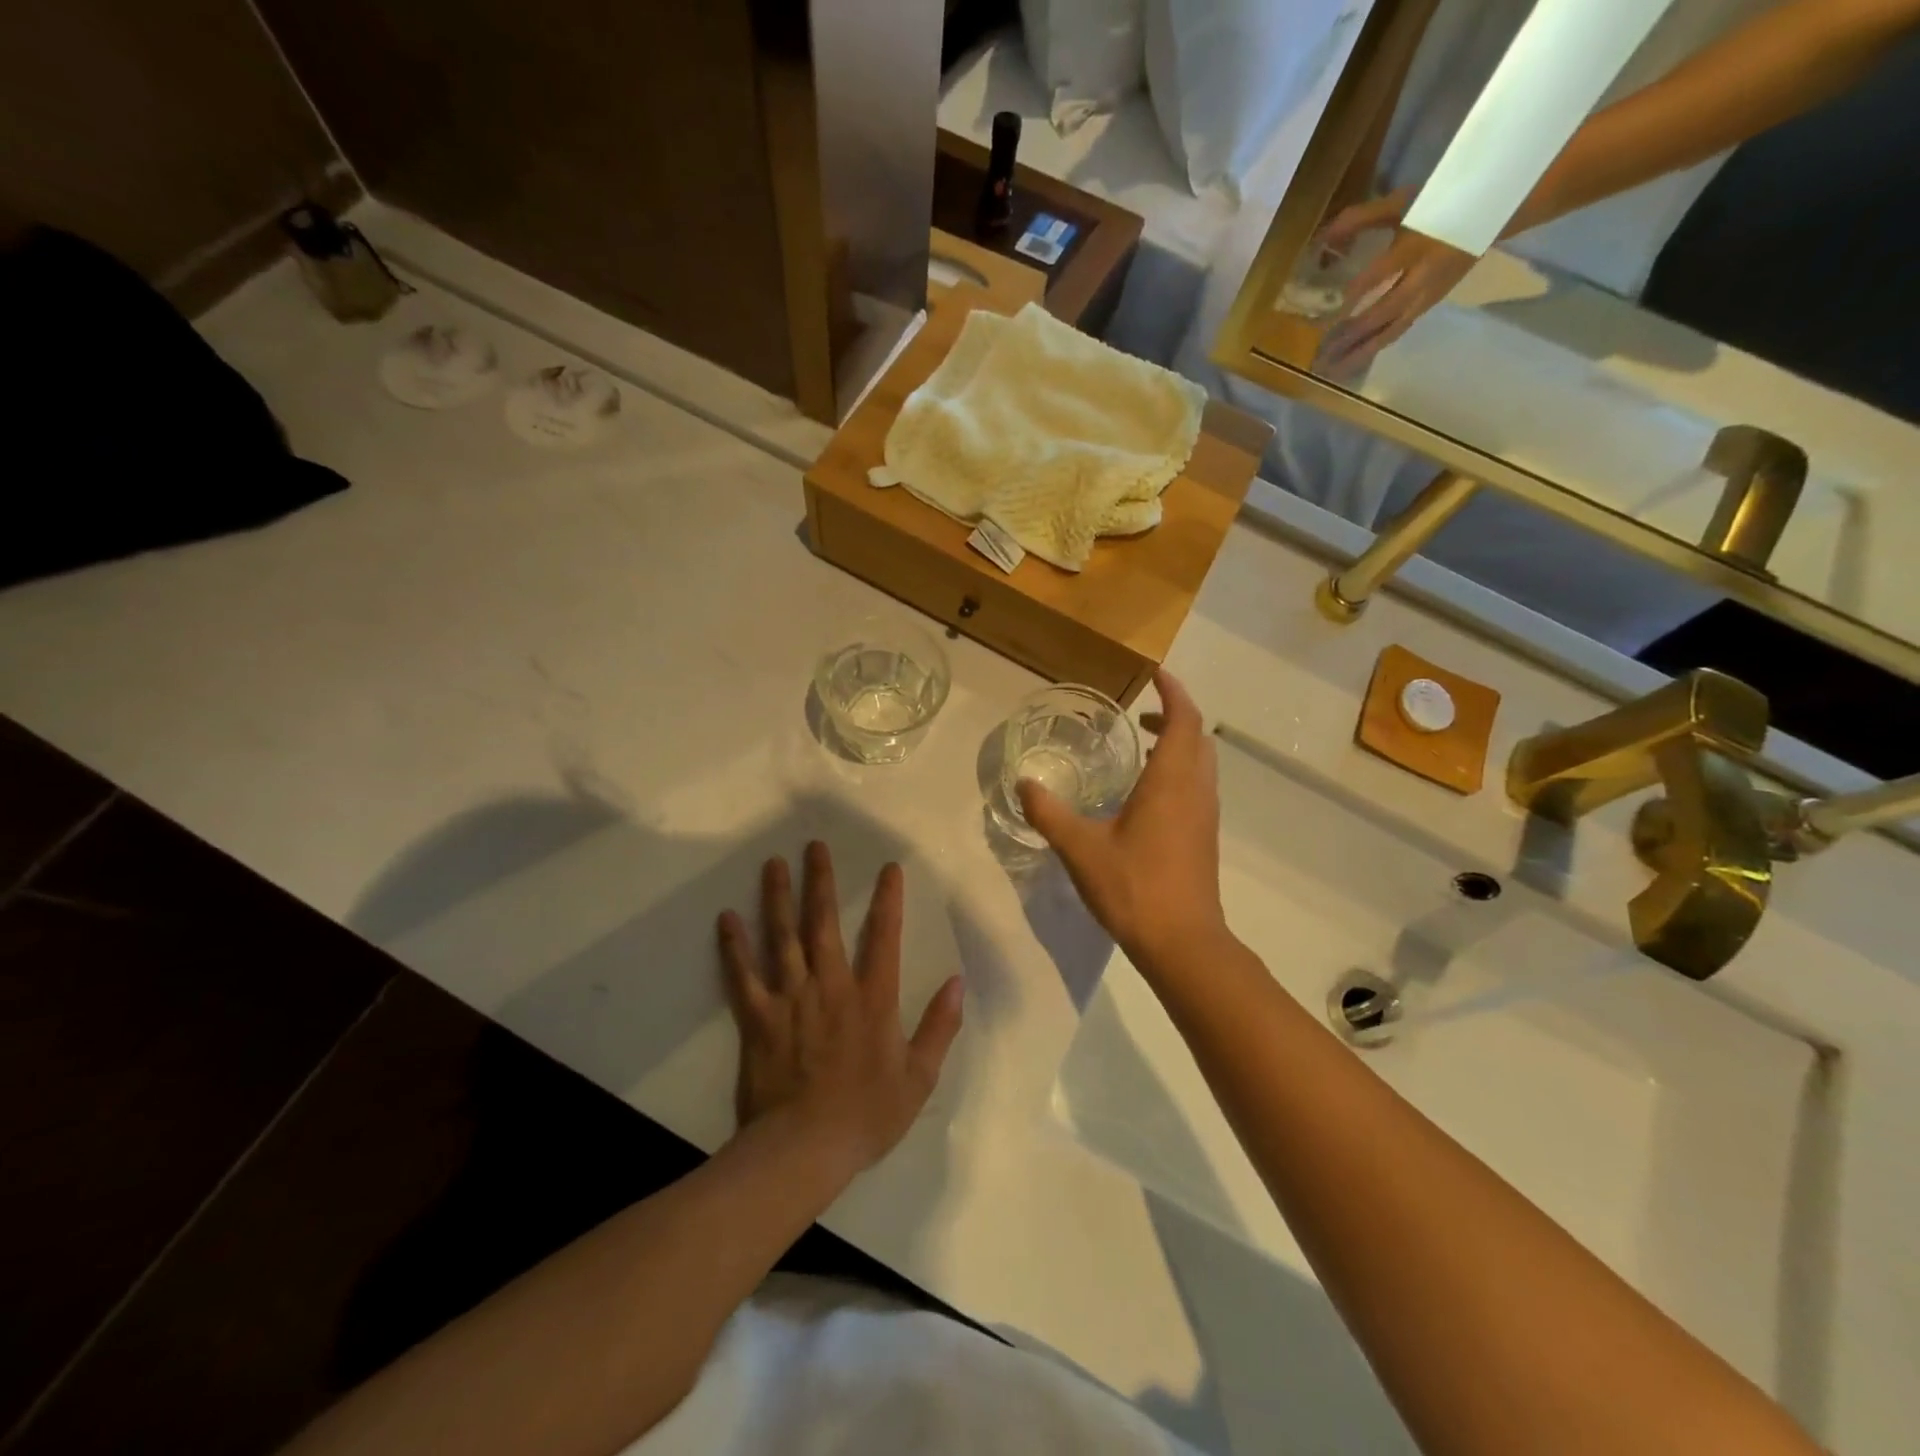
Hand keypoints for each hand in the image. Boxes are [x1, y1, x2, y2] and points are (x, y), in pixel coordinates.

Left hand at [718, 843, 962, 1175]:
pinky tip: (726, 917)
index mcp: (872, 998)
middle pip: (824, 923)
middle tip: (815, 846)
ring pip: (783, 938)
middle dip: (821, 882)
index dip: (888, 899)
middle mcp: (831, 986)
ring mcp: (791, 999)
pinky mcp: (758, 1018)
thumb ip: (939, 1026)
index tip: (888, 868)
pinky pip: (743, 976)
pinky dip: (734, 946)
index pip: (883, 937)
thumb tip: (958, 983)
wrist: (804, 1149)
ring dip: (778, 898)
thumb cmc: (866, 1115)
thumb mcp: (919, 1077)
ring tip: (774, 863)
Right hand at [1017, 670, 1227, 969]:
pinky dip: (1179, 770)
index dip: (1173, 692)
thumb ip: (1049, 813)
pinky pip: (1198, 786)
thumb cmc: (1134, 887)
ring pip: (1201, 763)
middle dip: (1174, 716)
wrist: (1182, 942)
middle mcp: (1196, 790)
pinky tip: (1146, 794)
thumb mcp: (1080, 848)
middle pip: (1198, 737)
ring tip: (1143, 746)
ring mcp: (1205, 815)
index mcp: (1171, 782)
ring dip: (1179, 744)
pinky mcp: (1204, 837)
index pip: (1184, 719)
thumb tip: (1024, 784)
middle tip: (1140, 713)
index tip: (1155, 674)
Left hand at [1314, 188, 1475, 373]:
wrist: (1494, 211)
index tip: (1325, 313)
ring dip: (1359, 353)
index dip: (1353, 294)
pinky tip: (1350, 362)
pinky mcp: (1427, 308)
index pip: (1379, 276)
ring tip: (1331, 371)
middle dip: (1351, 335)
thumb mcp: (1401, 204)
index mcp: (1416, 246)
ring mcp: (1427, 296)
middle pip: (1383, 313)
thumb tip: (1323, 239)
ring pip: (1390, 331)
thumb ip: (1360, 219)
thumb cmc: (1439, 203)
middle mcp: (1423, 277)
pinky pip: (1396, 332)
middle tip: (1321, 354)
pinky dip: (1372, 349)